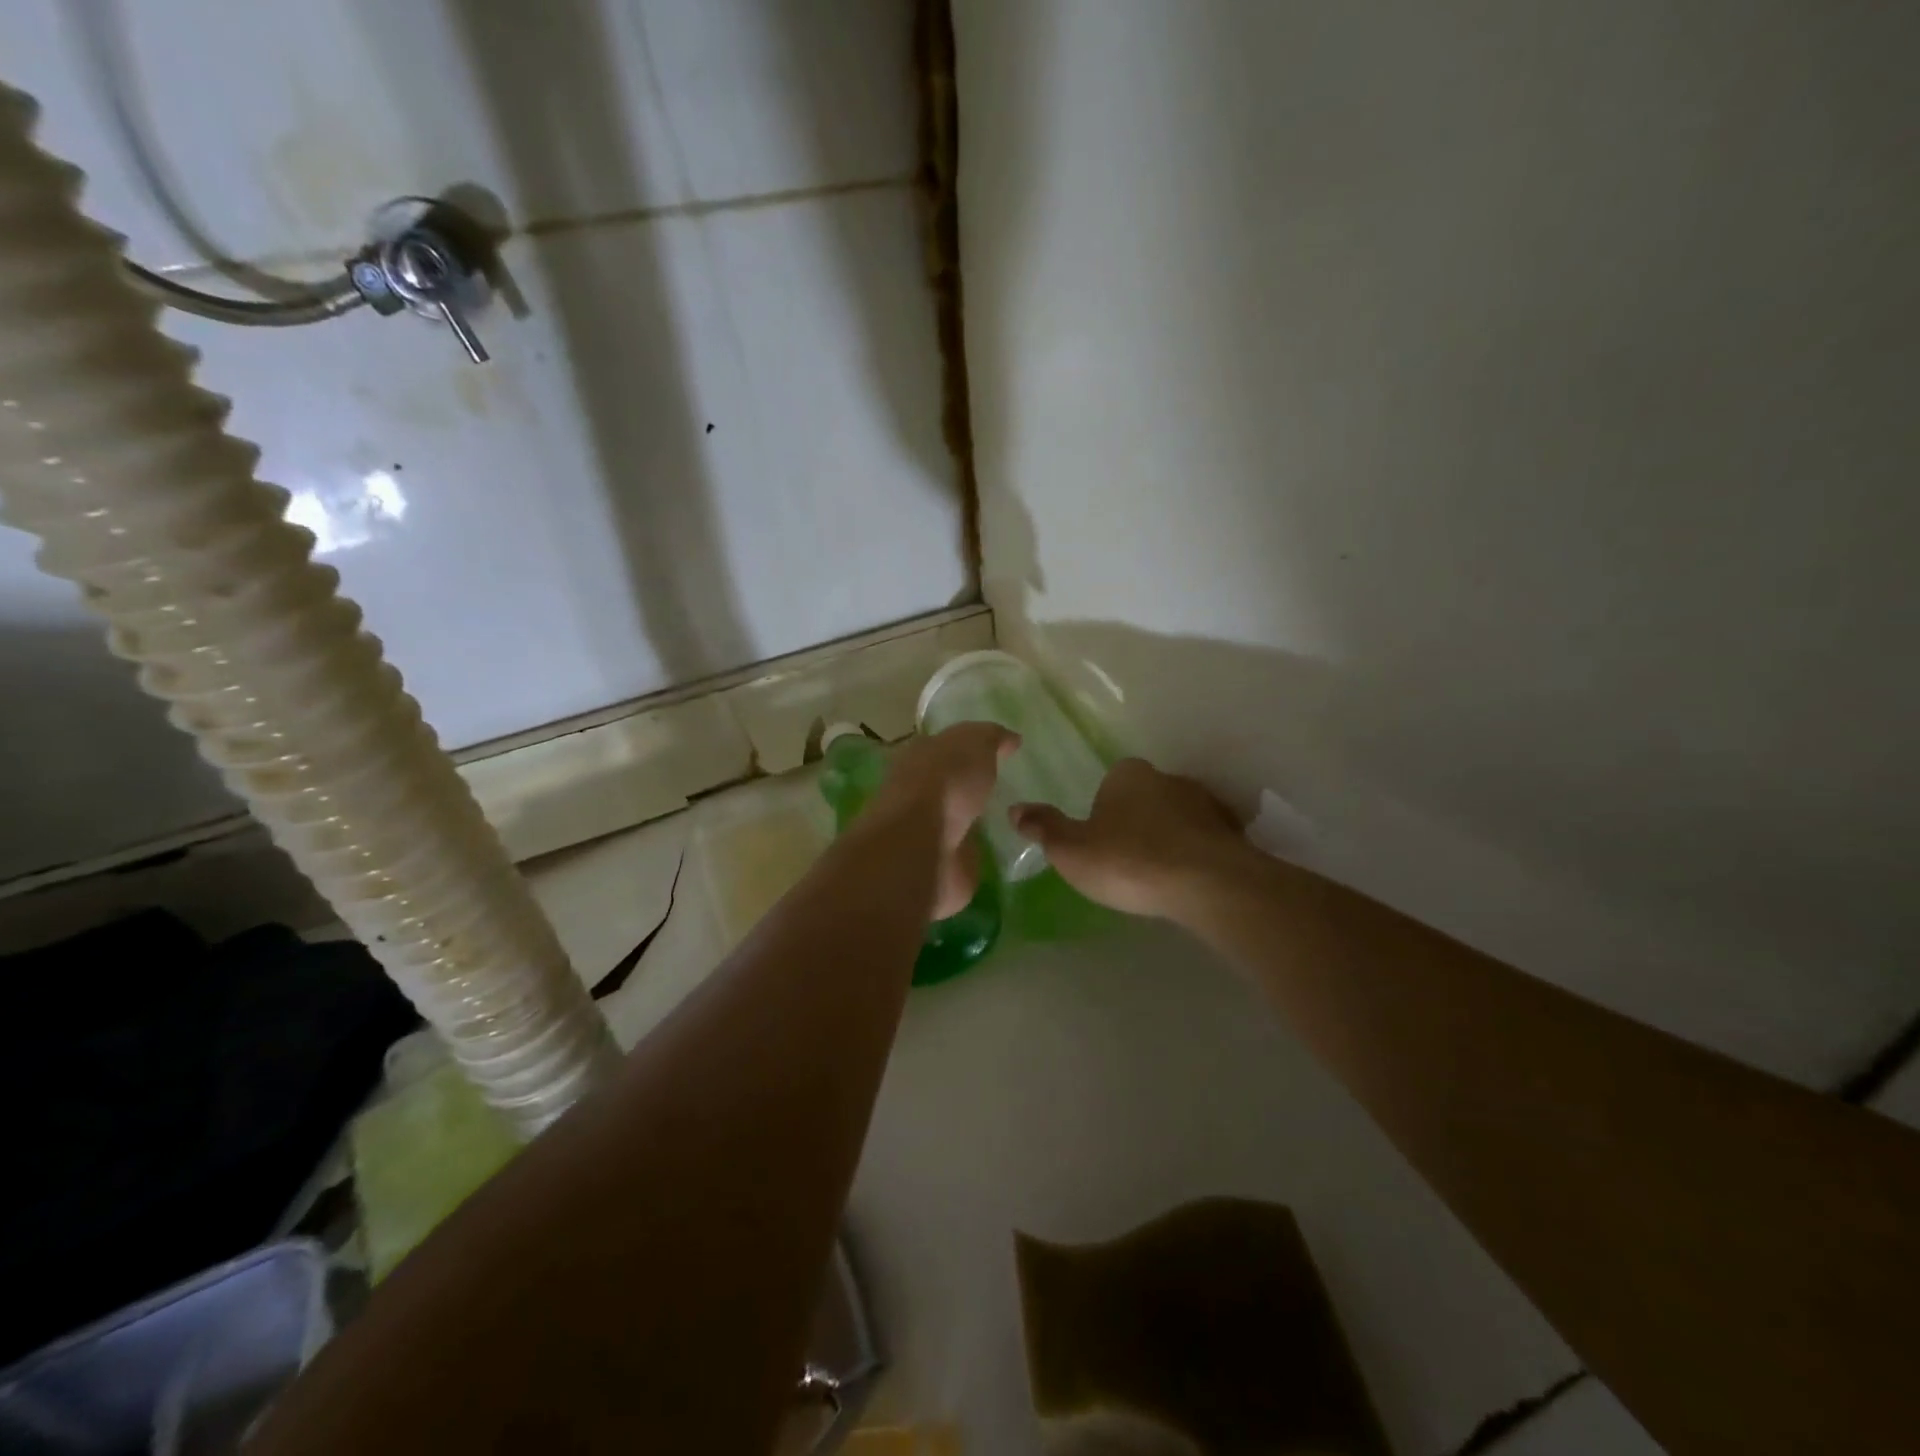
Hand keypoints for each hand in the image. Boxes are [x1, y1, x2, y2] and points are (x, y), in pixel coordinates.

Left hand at [871, 722, 1019, 917]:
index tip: (1000, 752)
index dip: (969, 747)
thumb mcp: (974, 743)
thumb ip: (991, 737)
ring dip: (977, 821)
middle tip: (1010, 787)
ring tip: (1014, 819)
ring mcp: (929, 833)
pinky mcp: (942, 866)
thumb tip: (1010, 739)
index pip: (944, 747)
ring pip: (958, 821)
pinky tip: (1007, 849)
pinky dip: (982, 851)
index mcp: (919, 757)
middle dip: (973, 786)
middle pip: (950, 785)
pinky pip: (967, 853)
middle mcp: (919, 794)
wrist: (923, 845)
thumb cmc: (945, 783)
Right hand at [1010, 759, 1247, 921]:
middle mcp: (1167, 778)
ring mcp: (1205, 803)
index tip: (1101, 840)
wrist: (1206, 884)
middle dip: (1137, 821)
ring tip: (1158, 873)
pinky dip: (1196, 853)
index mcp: (1127, 774)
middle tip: (1127, 859)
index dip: (1103, 810)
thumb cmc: (1129, 861)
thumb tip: (1015, 809)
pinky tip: (1187, 880)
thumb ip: (1045, 828)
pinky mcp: (1231, 831)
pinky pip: (1205, 839)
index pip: (1111, 781)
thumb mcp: (1072, 850)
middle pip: (1145, 796)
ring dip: (1169, 837)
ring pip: (1178, 817)